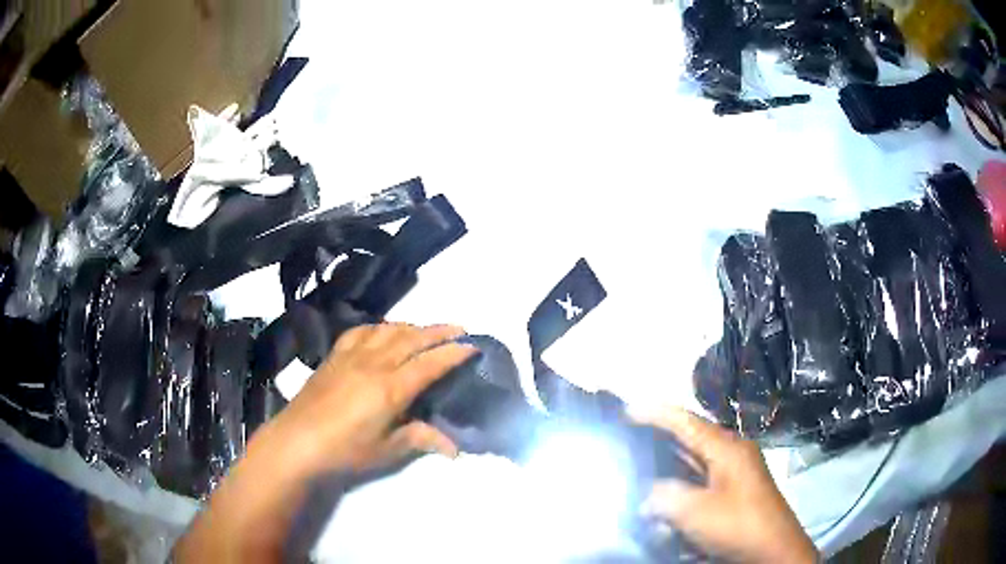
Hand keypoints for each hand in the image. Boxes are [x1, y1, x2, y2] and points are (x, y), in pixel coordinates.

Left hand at [259, 323, 475, 476]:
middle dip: (439, 331)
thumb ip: (420, 439)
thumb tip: (454, 448)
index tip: (473, 345)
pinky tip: (382, 332)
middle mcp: (375, 363)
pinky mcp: (334, 356)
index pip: (431, 363)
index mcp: (391, 387)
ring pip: (388, 330)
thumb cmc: (345, 450)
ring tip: (425, 330)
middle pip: (412, 338)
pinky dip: (379, 327)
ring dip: (411, 326)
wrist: (297, 441)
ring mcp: (352, 355)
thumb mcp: (387, 450)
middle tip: (459, 328)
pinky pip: (361, 331)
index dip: (454, 352)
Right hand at [634, 408, 817, 563]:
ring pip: (693, 465)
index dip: (655, 413)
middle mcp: (731, 454)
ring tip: (639, 471)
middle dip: (659, 441)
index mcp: (727, 448)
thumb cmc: (737, 524)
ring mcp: (733, 474)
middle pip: (689, 440)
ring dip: (667, 471)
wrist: (773, 550)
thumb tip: (646, 496)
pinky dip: (680, 490)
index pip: (686, 422)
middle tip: (628, 441)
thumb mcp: (696, 511)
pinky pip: (700, 484)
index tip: (626, 410)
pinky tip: (663, 503)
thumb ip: (664, 497)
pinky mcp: (732, 494)